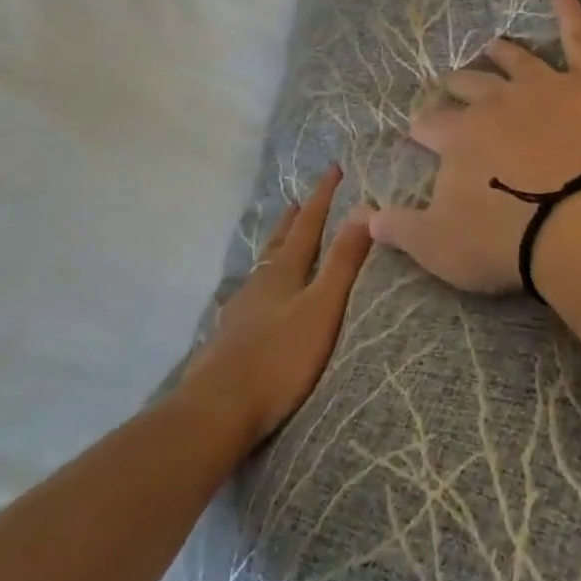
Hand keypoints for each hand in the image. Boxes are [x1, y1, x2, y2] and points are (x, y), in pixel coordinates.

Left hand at [185, 166, 372, 448]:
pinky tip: (255, 302)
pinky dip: (260, 286)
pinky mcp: (228, 339)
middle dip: (291, 220)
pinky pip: (250, 298)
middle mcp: (258, 283)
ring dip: (275, 252)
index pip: (306, 225)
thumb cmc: (278, 358)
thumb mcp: (322, 308)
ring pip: (261, 270)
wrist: (217, 410)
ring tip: (280, 246)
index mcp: (283, 272)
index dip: (321, 198)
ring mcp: (239, 311)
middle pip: (278, 243)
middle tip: (297, 201)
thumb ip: (343, 263)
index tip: (334, 169)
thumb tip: (363, 209)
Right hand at [370, 0, 580, 294]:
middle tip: (453, 89)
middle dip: (457, 88)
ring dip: (500, 53)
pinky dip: (570, 10)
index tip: (422, 134)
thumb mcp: (439, 247)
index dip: (425, 130)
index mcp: (459, 136)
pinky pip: (578, 37)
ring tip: (492, 46)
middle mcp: (495, 101)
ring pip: (515, 60)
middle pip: (469, 86)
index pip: (432, 125)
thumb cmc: (508, 241)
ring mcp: (543, 86)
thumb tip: (364, 216)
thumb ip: (399, 228)